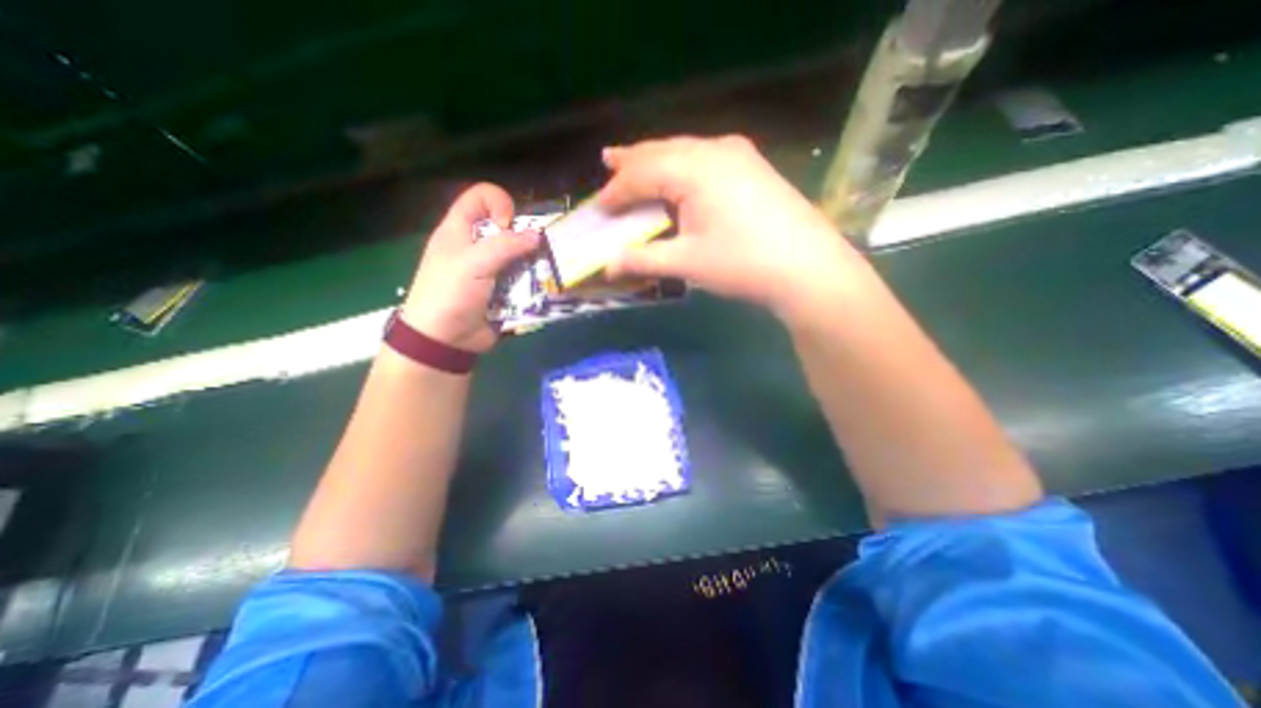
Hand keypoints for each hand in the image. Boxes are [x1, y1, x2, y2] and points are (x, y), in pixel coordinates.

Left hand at [404, 182, 542, 351]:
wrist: (445, 339)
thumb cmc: (450, 294)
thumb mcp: (473, 263)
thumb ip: (505, 246)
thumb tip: (537, 236)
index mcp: (460, 230)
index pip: (481, 197)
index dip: (499, 203)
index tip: (509, 226)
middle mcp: (477, 246)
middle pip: (507, 228)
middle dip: (525, 237)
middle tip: (534, 253)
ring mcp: (492, 269)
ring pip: (520, 255)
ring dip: (533, 263)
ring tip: (544, 273)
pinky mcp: (503, 290)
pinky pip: (523, 279)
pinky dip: (534, 282)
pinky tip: (540, 289)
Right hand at [601, 136, 867, 321]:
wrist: (808, 268)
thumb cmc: (743, 264)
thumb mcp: (687, 263)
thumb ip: (644, 259)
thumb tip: (608, 266)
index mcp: (694, 169)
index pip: (642, 173)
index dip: (617, 191)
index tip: (599, 207)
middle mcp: (714, 150)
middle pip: (662, 150)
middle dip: (632, 161)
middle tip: (607, 162)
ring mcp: (738, 154)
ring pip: (684, 150)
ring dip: (657, 159)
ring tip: (635, 163)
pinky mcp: (751, 166)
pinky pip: (704, 157)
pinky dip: (681, 165)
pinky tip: (678, 174)